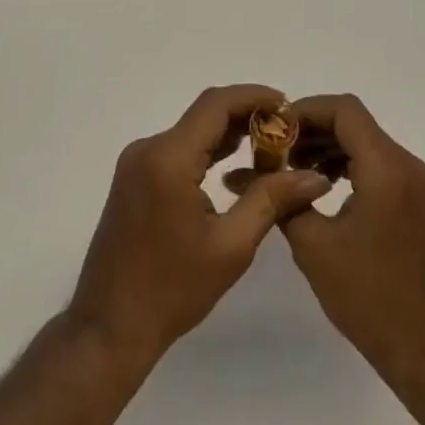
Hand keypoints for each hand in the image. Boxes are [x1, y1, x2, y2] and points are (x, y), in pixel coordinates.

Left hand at [67, 84, 330, 368]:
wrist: (109, 327)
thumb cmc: (172, 291)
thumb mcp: (230, 247)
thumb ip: (271, 201)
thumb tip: (315, 176)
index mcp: (168, 158)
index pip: (215, 105)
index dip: (253, 97)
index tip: (287, 106)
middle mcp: (148, 148)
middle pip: (203, 114)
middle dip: (245, 115)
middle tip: (286, 132)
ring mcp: (137, 162)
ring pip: (191, 130)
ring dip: (227, 133)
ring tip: (269, 147)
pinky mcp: (134, 177)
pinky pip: (177, 148)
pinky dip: (207, 149)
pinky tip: (234, 164)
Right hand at [280, 94, 424, 381]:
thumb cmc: (367, 297)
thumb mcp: (313, 246)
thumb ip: (281, 199)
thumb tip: (242, 173)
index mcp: (386, 168)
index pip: (344, 110)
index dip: (306, 110)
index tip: (274, 129)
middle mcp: (407, 164)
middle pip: (354, 122)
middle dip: (312, 129)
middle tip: (275, 149)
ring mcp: (416, 181)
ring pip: (365, 140)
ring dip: (328, 145)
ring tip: (291, 168)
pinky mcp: (416, 199)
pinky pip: (377, 162)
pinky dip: (347, 162)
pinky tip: (320, 184)